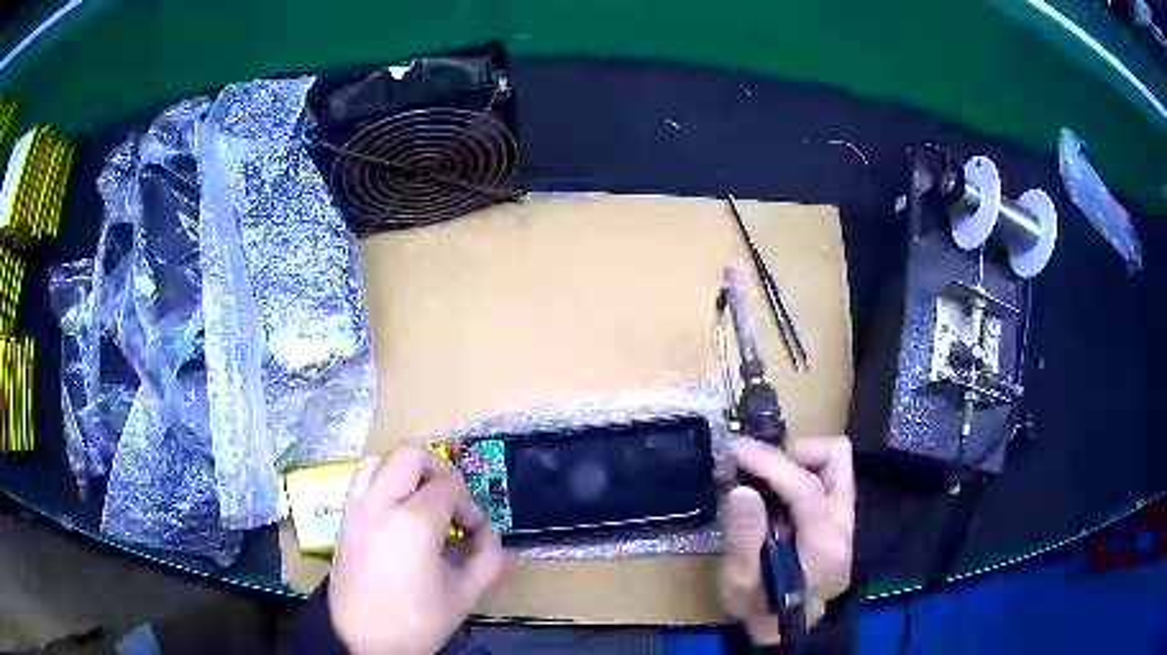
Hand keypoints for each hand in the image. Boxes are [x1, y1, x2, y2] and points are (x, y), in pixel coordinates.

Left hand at [328, 445, 505, 654]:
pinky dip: (382, 481)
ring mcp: (357, 506)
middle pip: (411, 455)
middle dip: (439, 471)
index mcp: (414, 522)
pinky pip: (362, 479)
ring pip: (380, 459)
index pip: (450, 487)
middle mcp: (381, 502)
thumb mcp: (465, 595)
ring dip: (405, 471)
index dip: (470, 505)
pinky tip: (395, 513)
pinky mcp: (343, 516)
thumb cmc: (416, 620)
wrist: (362, 639)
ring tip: (420, 501)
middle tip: (451, 501)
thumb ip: (488, 557)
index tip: (475, 532)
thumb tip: (490, 534)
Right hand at [720, 436, 854, 645]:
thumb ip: (743, 538)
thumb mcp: (741, 585)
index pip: (804, 486)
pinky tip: (777, 491)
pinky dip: (803, 471)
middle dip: (790, 452)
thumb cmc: (761, 609)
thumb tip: (741, 488)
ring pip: (836, 461)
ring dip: (799, 459)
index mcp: (823, 542)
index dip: (769, 462)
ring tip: (764, 477)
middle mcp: (844, 523)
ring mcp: (846, 518)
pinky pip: (829, 476)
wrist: (788, 628)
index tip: (736, 451)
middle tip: (752, 464)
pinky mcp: (840, 517)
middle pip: (835, 458)